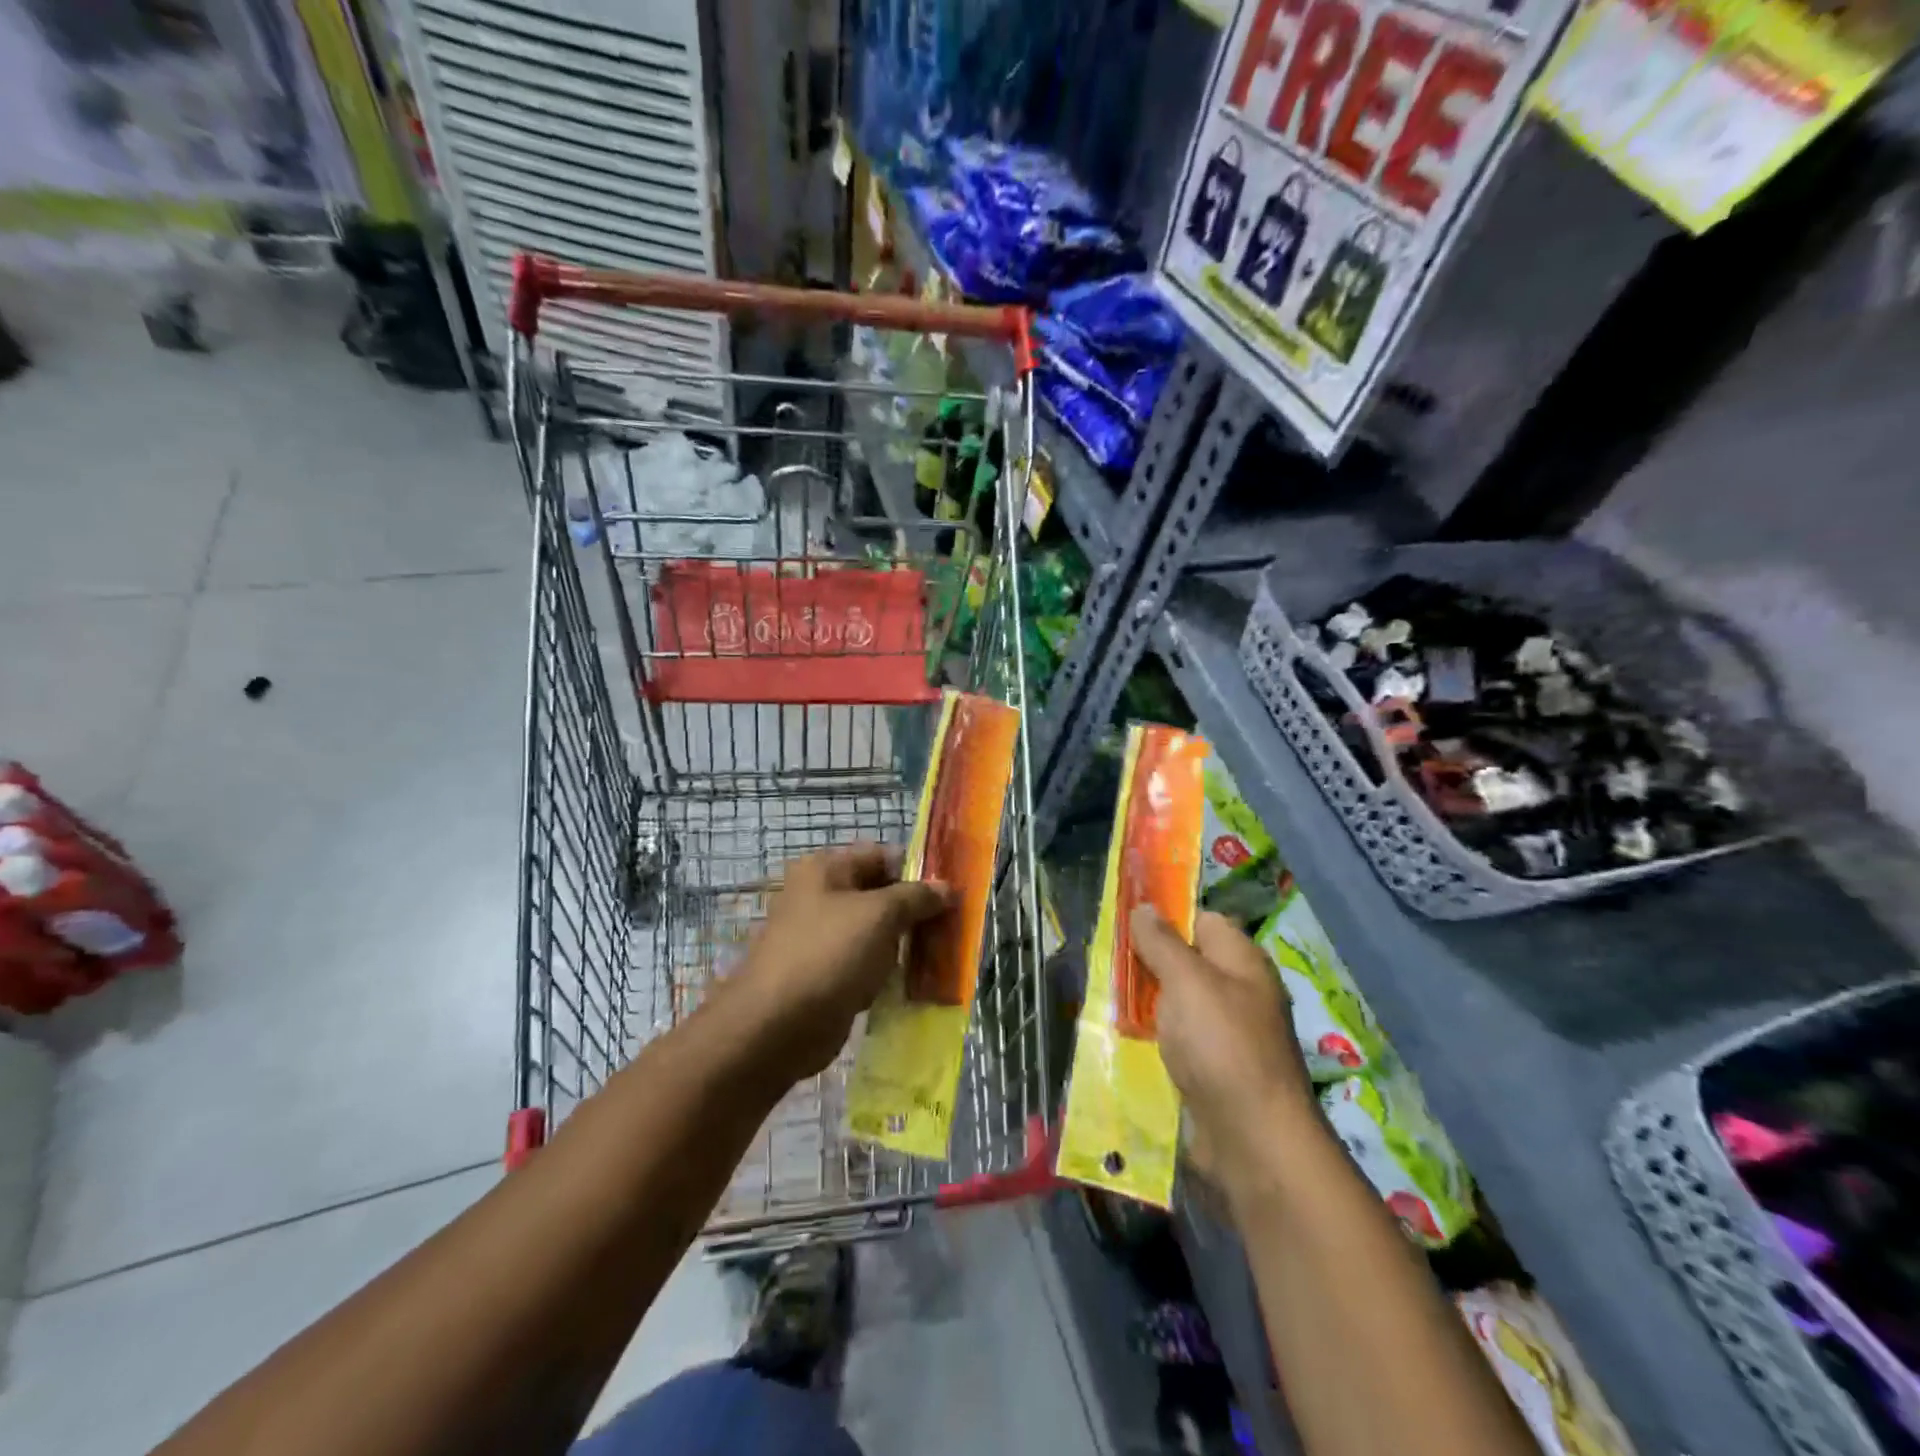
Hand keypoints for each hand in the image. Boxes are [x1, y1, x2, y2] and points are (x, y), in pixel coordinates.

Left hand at [723, 844, 950, 1085]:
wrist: (777, 1026)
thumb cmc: (829, 954)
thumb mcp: (880, 915)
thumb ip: (916, 896)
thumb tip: (947, 888)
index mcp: (826, 869)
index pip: (882, 856)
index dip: (918, 870)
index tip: (953, 891)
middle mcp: (821, 896)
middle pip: (880, 893)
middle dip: (915, 909)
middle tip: (954, 924)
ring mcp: (822, 937)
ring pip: (875, 931)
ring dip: (904, 942)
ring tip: (943, 953)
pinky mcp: (826, 974)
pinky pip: (866, 963)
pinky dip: (887, 970)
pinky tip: (916, 981)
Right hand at [1130, 906, 1321, 1192]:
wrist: (1252, 1140)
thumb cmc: (1221, 1045)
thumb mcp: (1186, 981)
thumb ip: (1162, 943)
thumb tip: (1144, 907)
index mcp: (1241, 961)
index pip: (1202, 920)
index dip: (1166, 917)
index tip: (1124, 923)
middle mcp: (1238, 991)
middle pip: (1186, 962)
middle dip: (1147, 962)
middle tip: (1107, 963)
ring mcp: (1226, 1032)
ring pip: (1178, 1003)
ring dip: (1146, 1002)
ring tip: (1107, 999)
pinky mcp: (1213, 1068)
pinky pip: (1178, 1040)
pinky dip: (1154, 1038)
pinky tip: (1126, 1039)